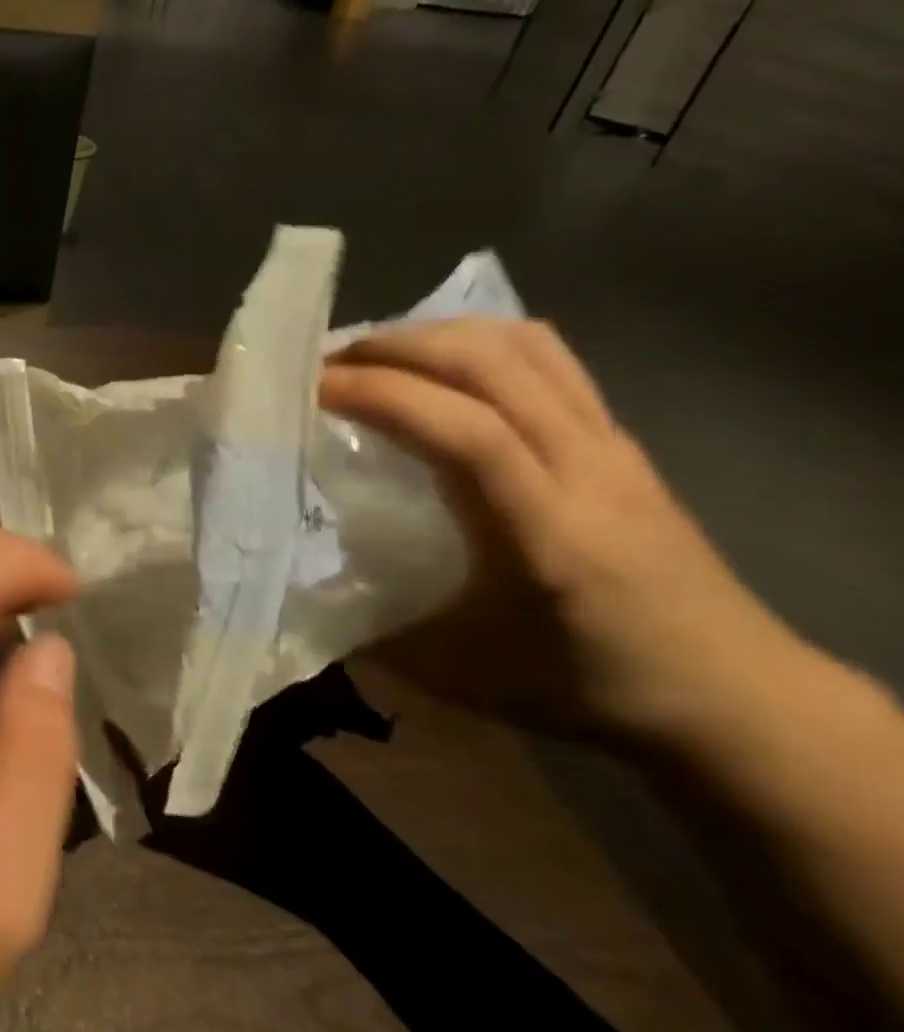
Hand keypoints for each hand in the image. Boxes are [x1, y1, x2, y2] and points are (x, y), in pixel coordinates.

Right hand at [319, 319, 790, 743]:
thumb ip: (367, 629)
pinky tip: (438, 365)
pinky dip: (478, 341)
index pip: (465, 431)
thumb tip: (296, 587)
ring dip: (435, 336)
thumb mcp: (458, 676)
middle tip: (325, 365)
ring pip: (522, 346)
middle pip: (491, 365)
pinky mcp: (618, 436)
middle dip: (395, 349)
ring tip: (373, 356)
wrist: (736, 695)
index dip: (382, 395)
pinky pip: (547, 357)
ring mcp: (610, 444)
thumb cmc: (587, 688)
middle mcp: (586, 468)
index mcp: (546, 533)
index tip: (310, 390)